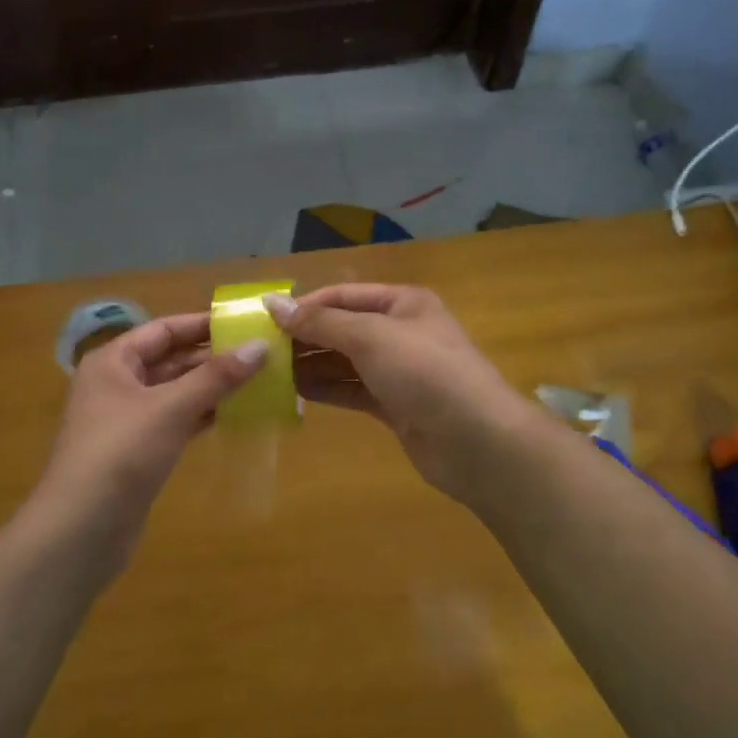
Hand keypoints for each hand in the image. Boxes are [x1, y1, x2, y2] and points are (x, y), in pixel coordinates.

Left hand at [24, 312, 265, 577]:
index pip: (163, 330)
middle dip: (213, 357)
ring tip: (259, 380)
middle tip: (262, 353)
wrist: (80, 531)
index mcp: (113, 361)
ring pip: (176, 392)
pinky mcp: (139, 451)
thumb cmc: (120, 455)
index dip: (203, 324)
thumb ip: (216, 377)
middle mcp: (118, 383)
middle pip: (171, 360)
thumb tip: (260, 346)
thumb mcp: (170, 409)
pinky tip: (237, 414)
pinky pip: (177, 421)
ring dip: (212, 387)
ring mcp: (128, 419)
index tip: (245, 322)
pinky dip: (203, 415)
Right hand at [271, 284, 534, 509]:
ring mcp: (398, 371)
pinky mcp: (395, 406)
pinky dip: (326, 390)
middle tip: (260, 350)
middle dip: (305, 337)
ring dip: (310, 365)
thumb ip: (321, 322)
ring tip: (268, 373)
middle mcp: (400, 332)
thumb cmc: (425, 373)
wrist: (478, 441)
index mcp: (403, 303)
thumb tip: (272, 304)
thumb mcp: (371, 337)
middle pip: (343, 328)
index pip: (343, 295)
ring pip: (344, 361)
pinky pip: (352, 390)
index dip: (305, 305)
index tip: (264, 318)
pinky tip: (294, 394)